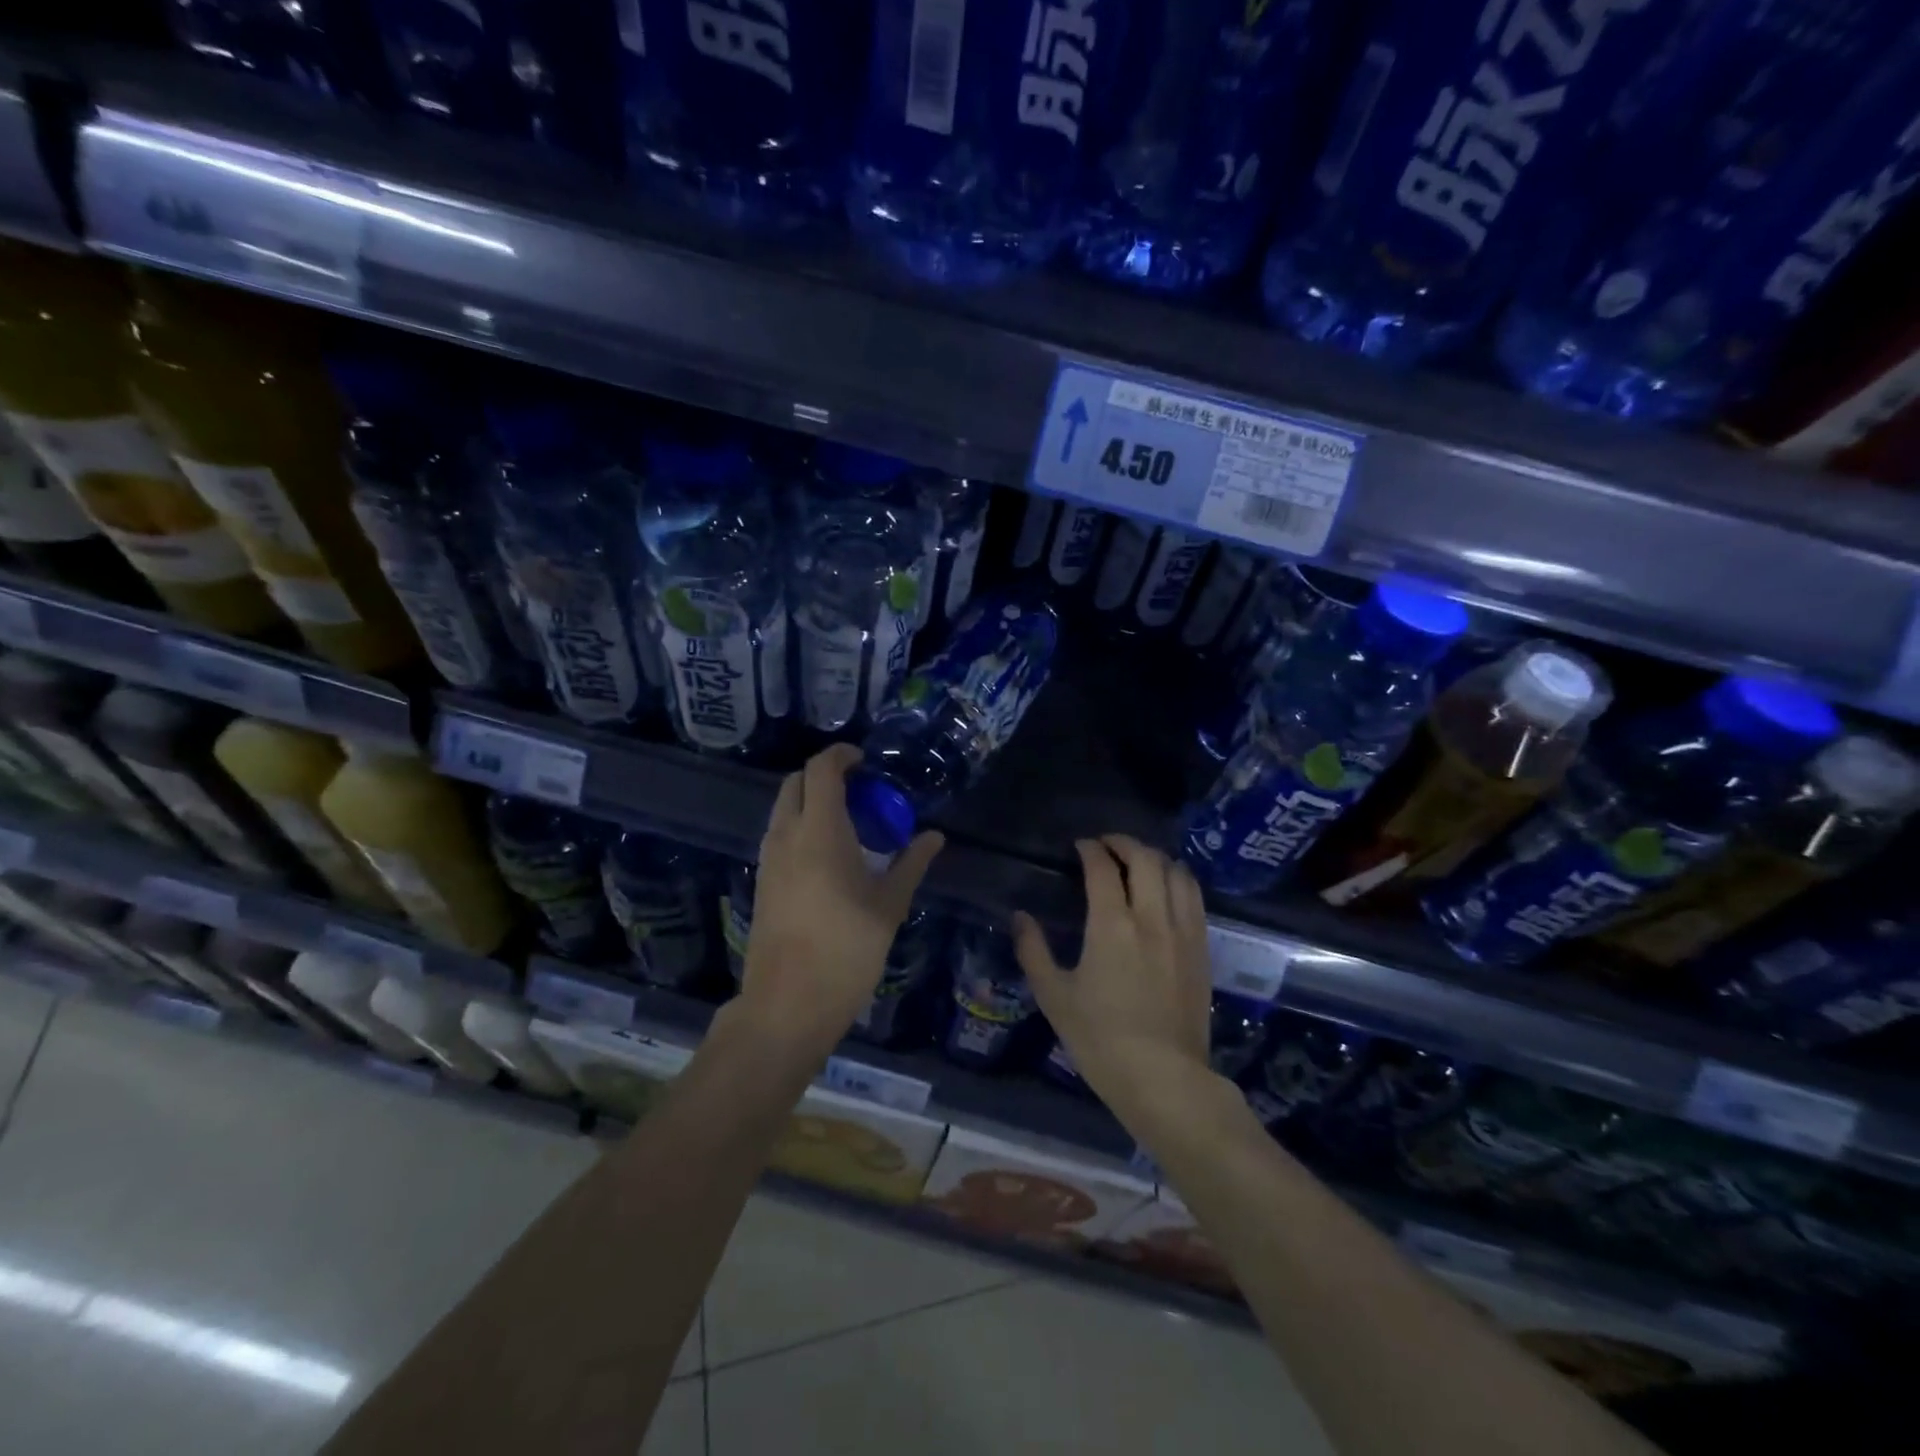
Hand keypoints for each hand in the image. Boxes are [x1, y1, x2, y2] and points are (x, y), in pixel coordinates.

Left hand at [739, 744, 943, 1059]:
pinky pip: (778, 835)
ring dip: (810, 802)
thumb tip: (934, 836)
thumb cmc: (846, 950)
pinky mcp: (762, 881)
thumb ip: (911, 864)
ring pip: (783, 809)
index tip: (865, 762)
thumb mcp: (889, 905)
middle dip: (824, 776)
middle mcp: (786, 835)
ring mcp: (768, 859)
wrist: (788, 1004)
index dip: (841, 755)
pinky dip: (800, 827)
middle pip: (795, 782)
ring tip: (848, 823)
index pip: (821, 769)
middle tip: (859, 792)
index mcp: (819, 831)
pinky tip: (828, 856)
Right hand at [1013, 835, 1212, 1110]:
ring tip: (1138, 860)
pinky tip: (1168, 887)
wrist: (1164, 1079)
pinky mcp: (1202, 948)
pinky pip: (1195, 897)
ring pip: (1176, 872)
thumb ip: (1033, 951)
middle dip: (1124, 843)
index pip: (1103, 868)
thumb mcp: (1054, 997)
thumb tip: (1020, 917)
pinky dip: (1179, 879)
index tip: (1080, 846)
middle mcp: (1152, 917)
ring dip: (1155, 857)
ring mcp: (1183, 931)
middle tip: (1106, 846)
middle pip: (1145, 858)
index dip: (1090, 849)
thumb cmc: (1101, 1040)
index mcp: (1112, 924)